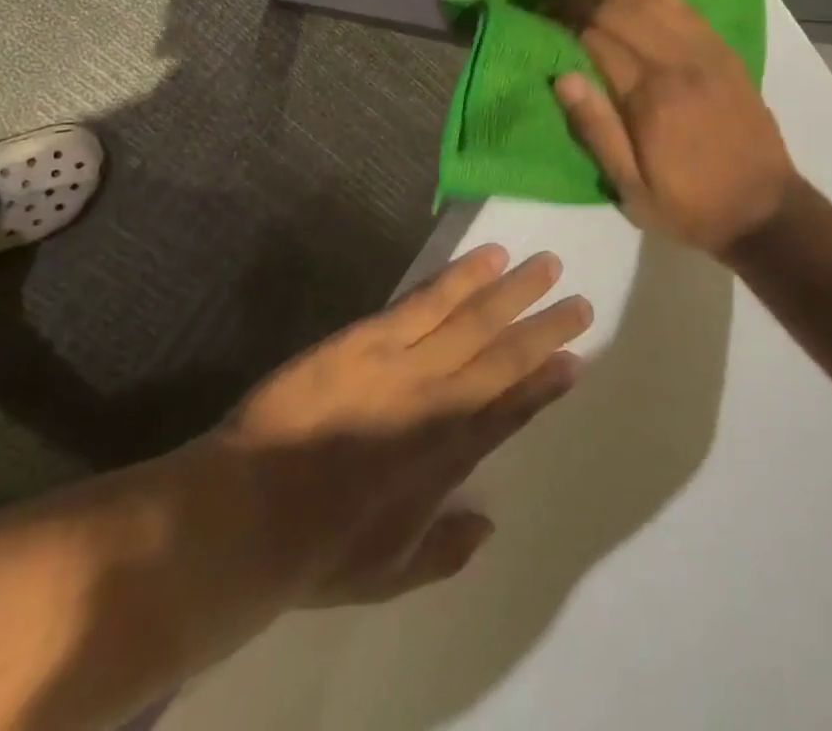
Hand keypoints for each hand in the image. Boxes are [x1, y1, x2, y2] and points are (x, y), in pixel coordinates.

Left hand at [222, 246, 589, 605]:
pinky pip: (426, 299)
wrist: (250, 511)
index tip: (576, 361)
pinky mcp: (370, 336)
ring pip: (473, 320)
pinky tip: (488, 257)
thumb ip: (443, 551)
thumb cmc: (318, 550)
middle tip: (582, 304)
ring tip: (548, 265)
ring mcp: (406, 364)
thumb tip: (488, 526)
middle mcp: (439, 405)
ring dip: (514, 292)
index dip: (545, 386)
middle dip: (545, 331)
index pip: (510, 414)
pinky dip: (462, 277)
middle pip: (503, 359)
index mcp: (447, 461)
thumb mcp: (387, 574)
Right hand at [551, 0, 795, 257]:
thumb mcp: (632, 188)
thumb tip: (562, 76)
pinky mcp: (723, 52)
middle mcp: (678, 63)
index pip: (597, 37)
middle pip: (622, 9)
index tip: (536, 10)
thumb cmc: (690, 205)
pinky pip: (685, 4)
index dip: (563, 18)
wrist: (766, 212)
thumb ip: (597, 130)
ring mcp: (706, 52)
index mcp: (650, 97)